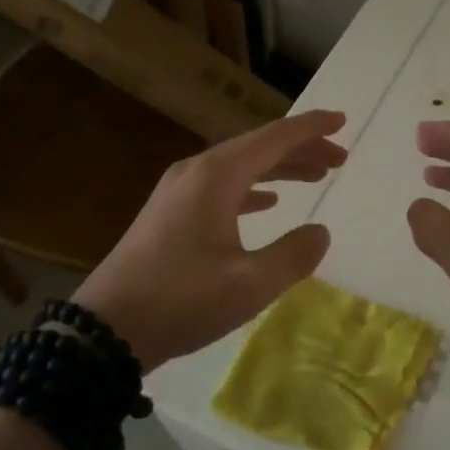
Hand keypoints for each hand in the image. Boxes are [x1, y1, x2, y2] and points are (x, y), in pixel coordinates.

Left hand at [74, 109, 347, 370]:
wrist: (106, 329)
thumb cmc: (181, 300)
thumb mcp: (250, 284)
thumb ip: (294, 255)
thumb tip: (320, 232)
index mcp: (217, 176)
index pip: (275, 138)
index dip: (312, 128)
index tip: (343, 120)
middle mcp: (196, 172)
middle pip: (258, 148)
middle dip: (301, 150)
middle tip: (339, 159)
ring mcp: (178, 191)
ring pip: (240, 167)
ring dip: (279, 169)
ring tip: (315, 177)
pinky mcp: (168, 213)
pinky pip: (221, 187)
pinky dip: (252, 188)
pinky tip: (268, 203)